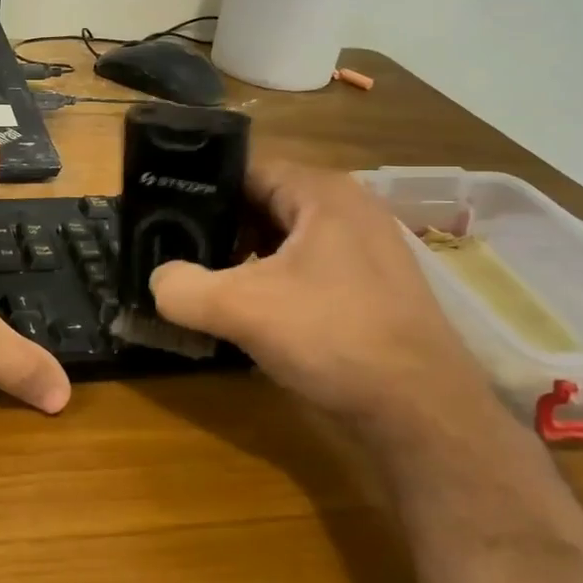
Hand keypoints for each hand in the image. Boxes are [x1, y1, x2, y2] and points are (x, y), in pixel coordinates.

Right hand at [149, 159, 489, 420]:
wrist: (423, 415)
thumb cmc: (334, 338)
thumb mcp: (242, 308)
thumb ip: (183, 288)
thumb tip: (158, 282)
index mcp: (323, 193)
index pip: (246, 167)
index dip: (199, 184)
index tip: (159, 207)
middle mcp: (348, 210)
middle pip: (263, 203)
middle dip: (217, 226)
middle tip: (173, 248)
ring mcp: (364, 252)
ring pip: (283, 241)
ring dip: (242, 259)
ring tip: (202, 281)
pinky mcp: (369, 290)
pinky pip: (305, 271)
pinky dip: (270, 283)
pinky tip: (247, 313)